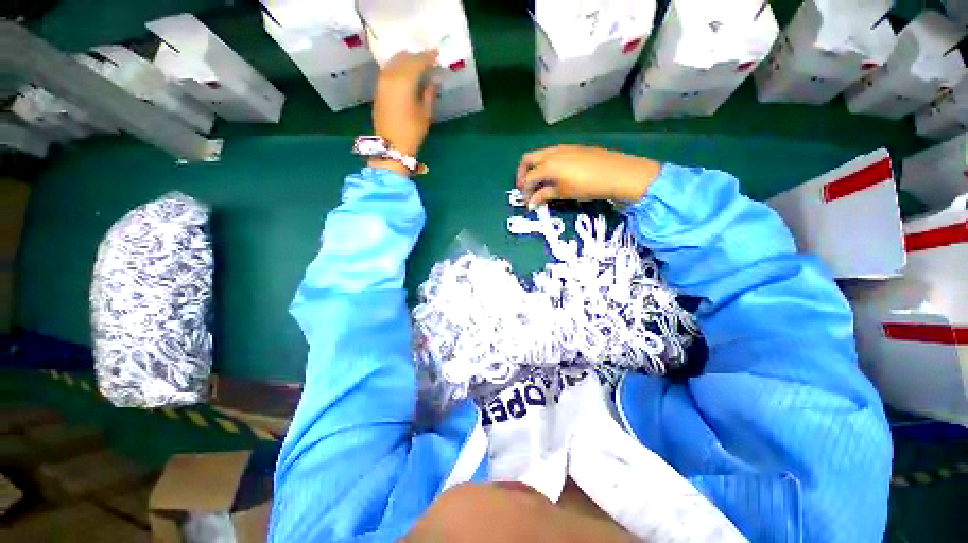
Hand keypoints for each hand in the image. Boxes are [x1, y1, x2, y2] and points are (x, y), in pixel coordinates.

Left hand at [370, 50, 437, 175]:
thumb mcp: (425, 113)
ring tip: (418, 63)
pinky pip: (389, 70)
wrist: (391, 146)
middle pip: (404, 58)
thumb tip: (433, 79)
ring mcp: (382, 82)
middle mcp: (390, 76)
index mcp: (404, 82)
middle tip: (429, 58)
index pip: (418, 62)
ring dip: (406, 60)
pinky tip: (406, 72)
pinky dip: (398, 67)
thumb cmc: (412, 132)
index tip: (438, 54)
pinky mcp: (378, 88)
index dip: (428, 57)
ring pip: (394, 62)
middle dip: (417, 56)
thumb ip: (429, 93)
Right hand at [516, 146, 662, 206]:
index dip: (525, 191)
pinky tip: (554, 175)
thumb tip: (531, 203)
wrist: (616, 173)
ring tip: (539, 183)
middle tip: (526, 188)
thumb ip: (544, 195)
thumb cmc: (587, 186)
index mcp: (547, 165)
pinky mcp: (572, 148)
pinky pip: (551, 153)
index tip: (528, 202)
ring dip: (534, 168)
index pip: (529, 178)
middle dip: (522, 174)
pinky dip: (546, 164)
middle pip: (527, 159)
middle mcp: (551, 153)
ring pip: (539, 155)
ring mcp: (562, 148)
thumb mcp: (564, 193)